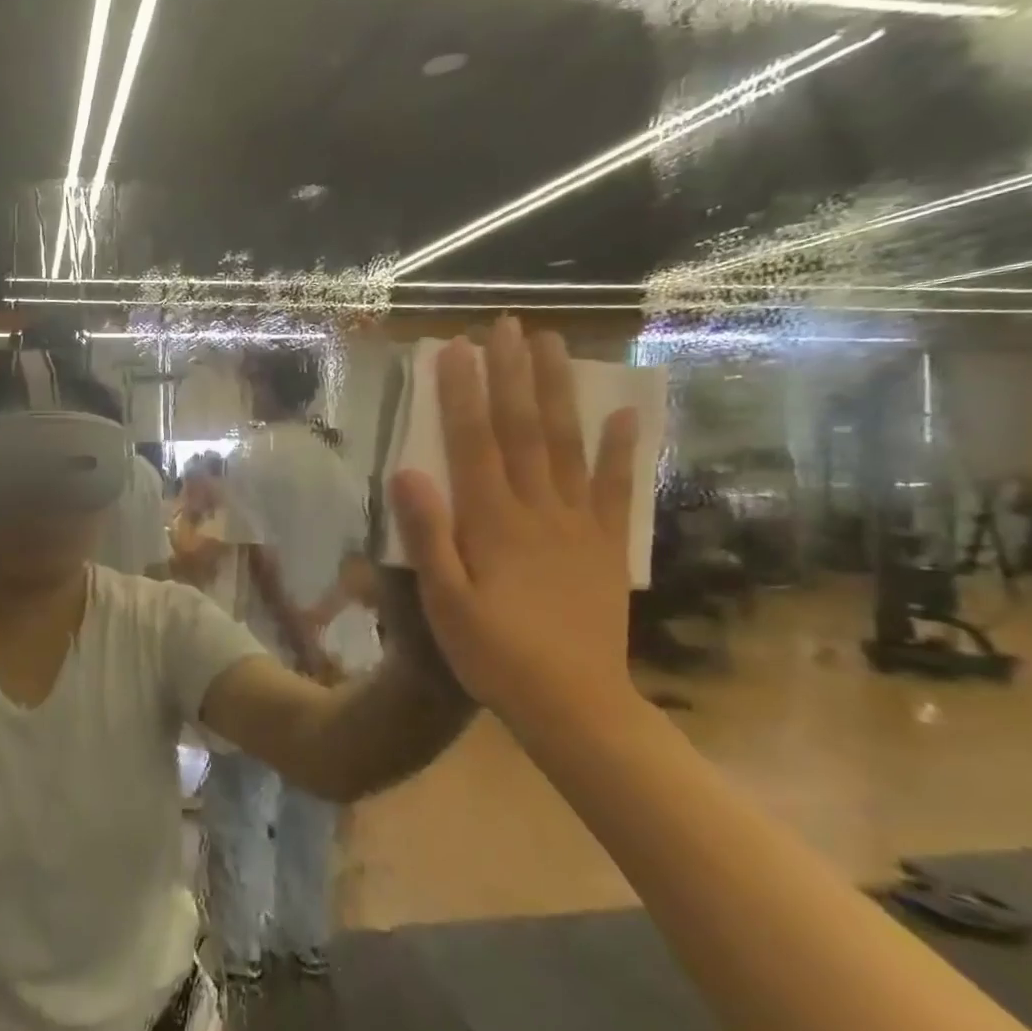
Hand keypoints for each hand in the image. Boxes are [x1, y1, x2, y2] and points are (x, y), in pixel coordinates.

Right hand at [388, 319, 637, 723]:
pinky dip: (622, 451)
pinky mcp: (608, 547)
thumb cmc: (495, 655)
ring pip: (570, 446)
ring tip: (555, 346)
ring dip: (561, 393)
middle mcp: (539, 511)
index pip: (474, 444)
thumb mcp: (445, 602)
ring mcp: (580, 525)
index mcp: (493, 523)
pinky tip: (625, 415)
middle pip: (525, 431)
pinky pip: (617, 490)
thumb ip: (428, 536)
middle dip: (513, 375)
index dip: (463, 394)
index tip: (455, 349)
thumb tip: (406, 473)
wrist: (574, 704)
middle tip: (508, 325)